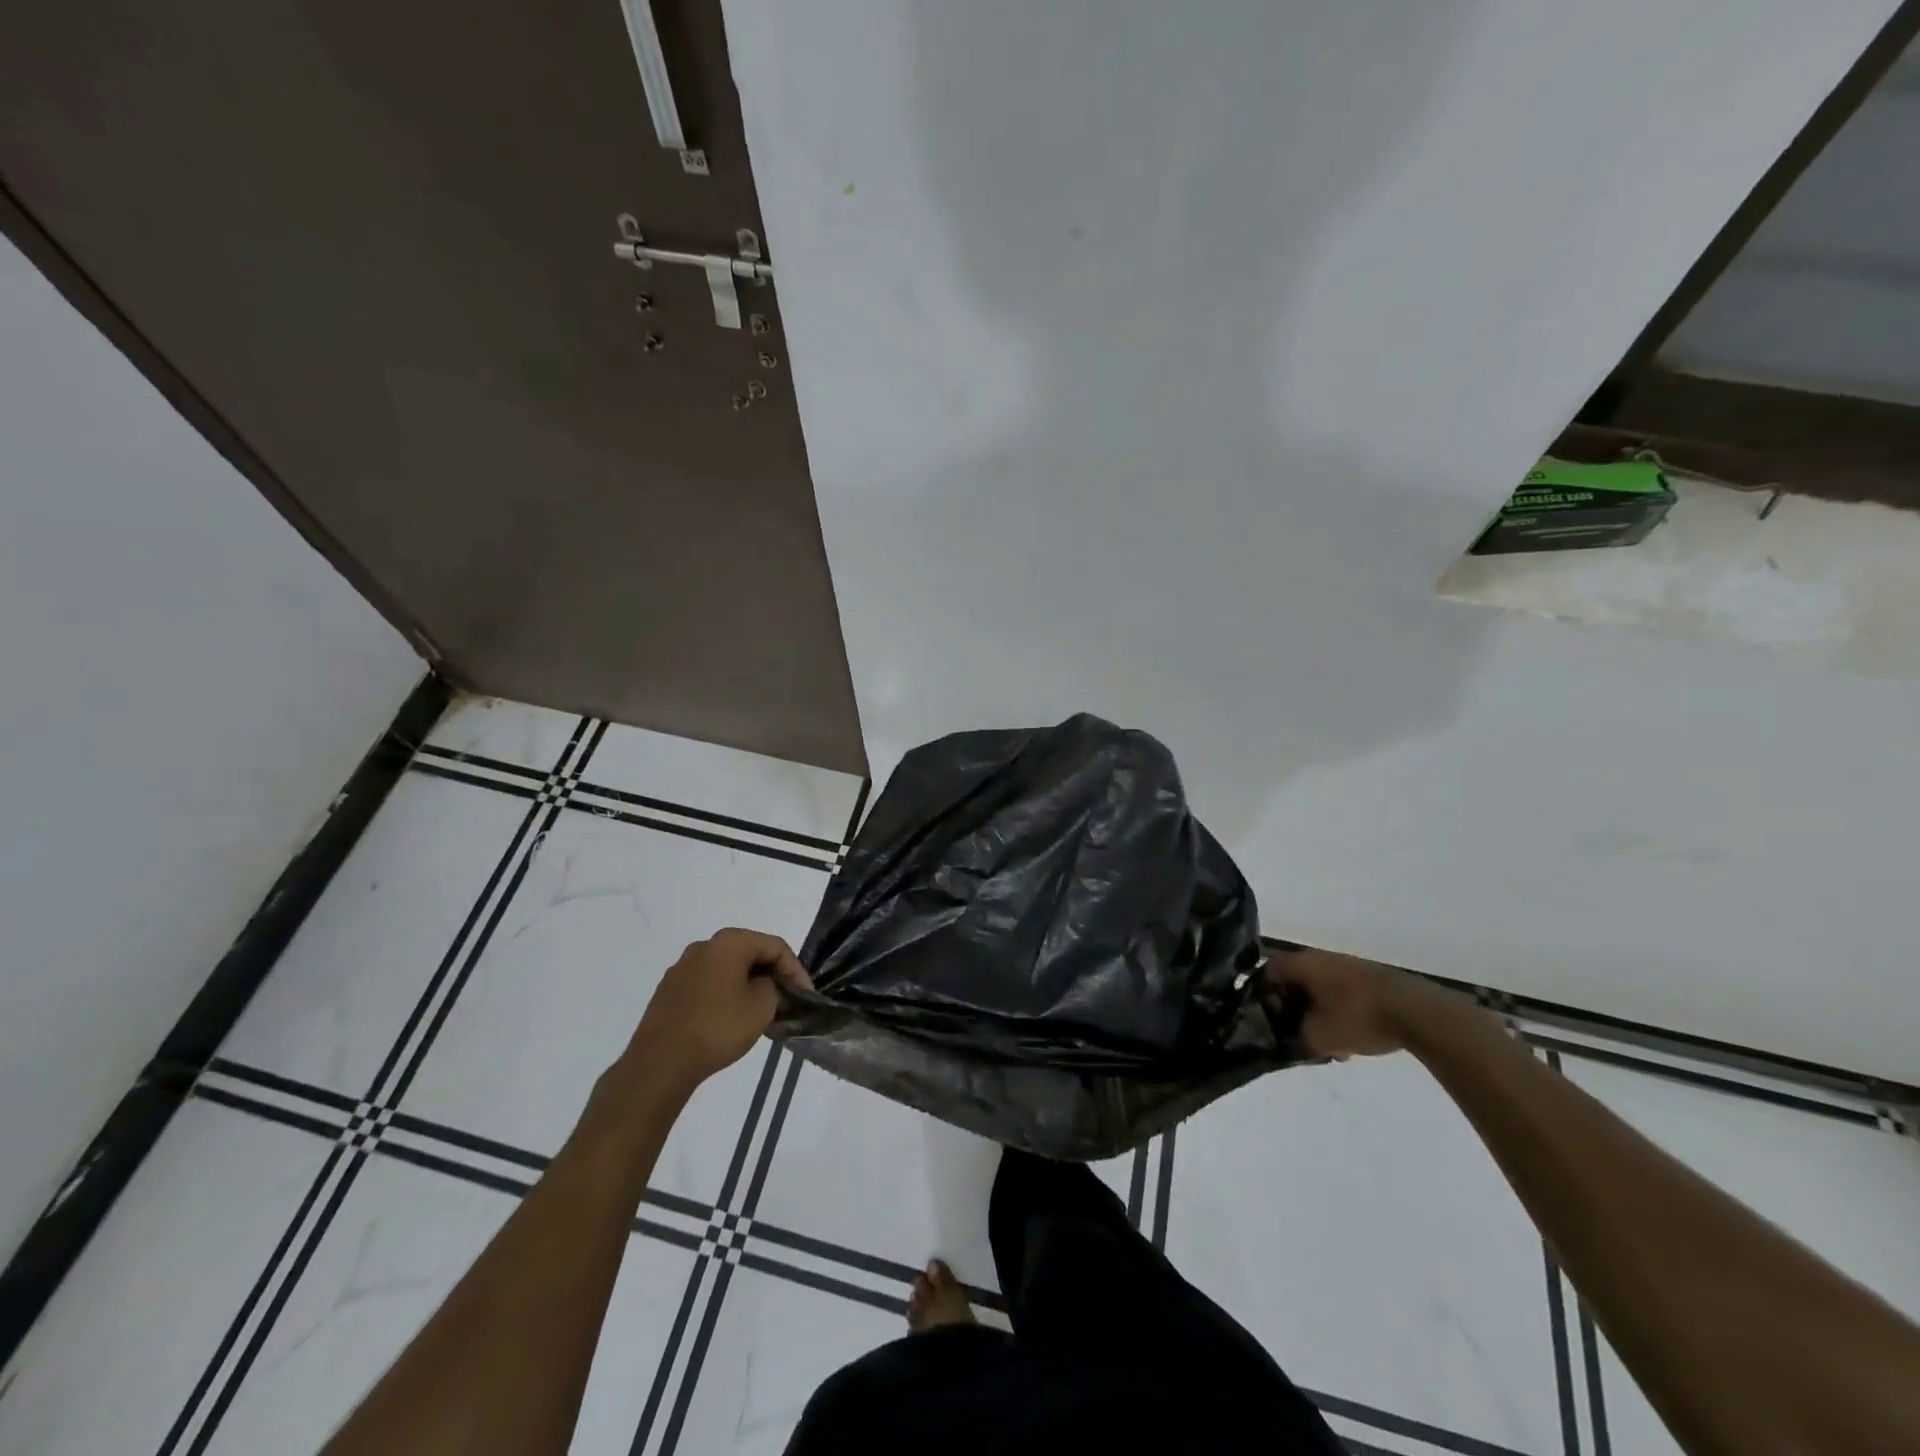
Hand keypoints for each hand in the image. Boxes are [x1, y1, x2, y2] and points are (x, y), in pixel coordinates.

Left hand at [626, 928, 811, 1091]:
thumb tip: (766, 986)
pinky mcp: (669, 990)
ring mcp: (682, 967)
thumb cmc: (718, 1027)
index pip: (775, 946)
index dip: (796, 970)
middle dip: (772, 975)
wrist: (660, 1062)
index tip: (806, 995)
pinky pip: (708, 984)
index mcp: (729, 942)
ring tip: (761, 1011)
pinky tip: (732, 1018)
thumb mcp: (762, 1007)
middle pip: (750, 953)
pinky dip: (726, 994)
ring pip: (727, 969)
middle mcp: (704, 946)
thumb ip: (774, 988)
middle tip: (787, 999)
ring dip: (748, 985)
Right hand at [1265, 947, 1447, 1059]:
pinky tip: (1350, 1041)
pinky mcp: (1369, 978)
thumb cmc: (1357, 1017)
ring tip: (1325, 1044)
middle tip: (1293, 1033)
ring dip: (1316, 1013)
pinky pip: (1340, 993)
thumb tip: (1289, 1039)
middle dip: (1290, 1009)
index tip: (1264, 1021)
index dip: (1260, 997)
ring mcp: (1346, 965)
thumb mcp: (1318, 1037)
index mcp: (1300, 963)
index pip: (1266, 973)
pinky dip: (1337, 1013)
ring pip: (1318, 990)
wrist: (1415, 1012)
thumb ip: (1295, 1038)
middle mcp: (1319, 957)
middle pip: (1293, 981)